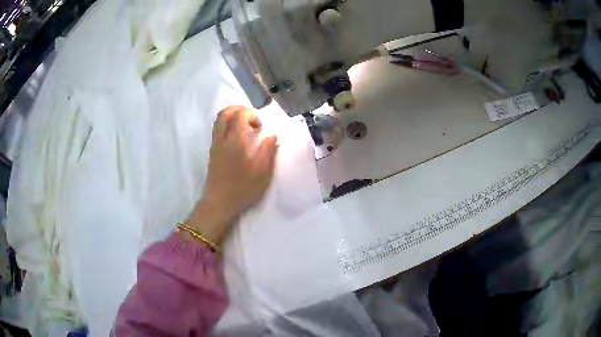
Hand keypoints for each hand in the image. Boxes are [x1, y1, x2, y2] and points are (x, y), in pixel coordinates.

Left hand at [185, 106, 277, 245]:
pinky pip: (218, 130)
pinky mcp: (212, 151)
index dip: (252, 114)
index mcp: (236, 141)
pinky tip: (238, 138)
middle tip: (252, 119)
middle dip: (240, 110)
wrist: (220, 202)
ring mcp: (215, 145)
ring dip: (232, 117)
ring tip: (246, 128)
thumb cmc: (242, 189)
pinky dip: (227, 126)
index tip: (261, 126)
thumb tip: (273, 136)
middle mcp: (222, 139)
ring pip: (219, 120)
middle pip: (225, 113)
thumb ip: (269, 151)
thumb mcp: (262, 173)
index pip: (240, 115)